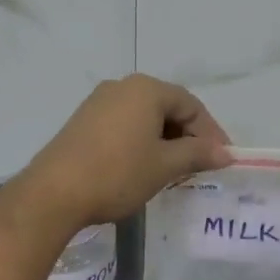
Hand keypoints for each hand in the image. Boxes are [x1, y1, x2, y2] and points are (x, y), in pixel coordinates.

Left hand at [20, 75, 231, 227]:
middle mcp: (122, 87)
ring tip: (175, 169)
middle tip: (201, 165)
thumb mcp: (165, 166)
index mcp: (146, 89)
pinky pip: (124, 125)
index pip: (191, 105)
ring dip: (165, 140)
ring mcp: (98, 102)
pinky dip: (141, 141)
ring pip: (145, 117)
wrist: (54, 193)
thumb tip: (226, 153)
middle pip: (167, 107)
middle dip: (188, 135)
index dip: (210, 132)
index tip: (222, 159)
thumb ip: (198, 154)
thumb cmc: (118, 173)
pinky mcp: (83, 121)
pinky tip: (144, 166)